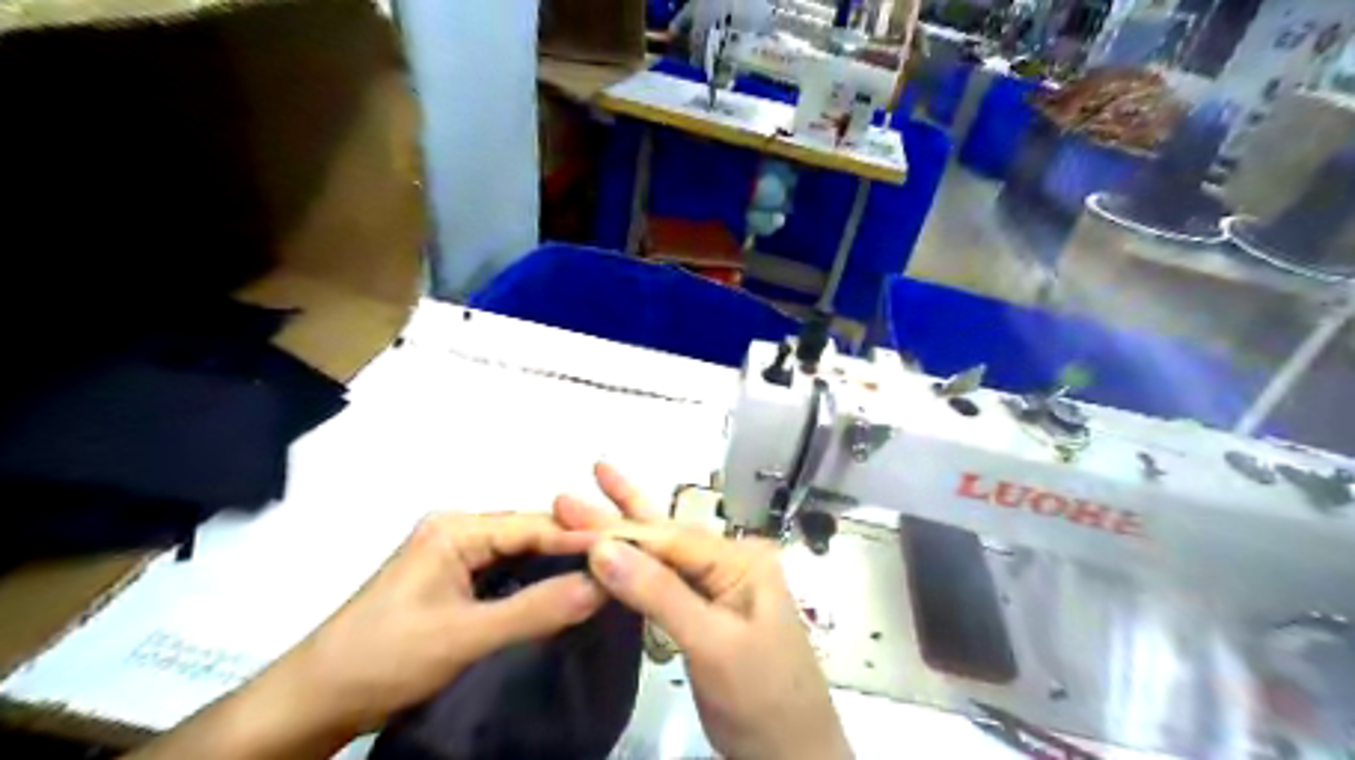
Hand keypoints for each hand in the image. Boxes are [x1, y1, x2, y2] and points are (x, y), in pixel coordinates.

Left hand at [258, 512, 607, 737]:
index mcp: (457, 529)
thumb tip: (603, 585)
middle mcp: (459, 531)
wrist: (314, 702)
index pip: (535, 526)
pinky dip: (536, 583)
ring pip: (521, 555)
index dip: (583, 538)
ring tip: (605, 576)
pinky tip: (563, 594)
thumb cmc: (384, 658)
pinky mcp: (454, 582)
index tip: (631, 549)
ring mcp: (455, 556)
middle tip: (625, 564)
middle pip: (531, 535)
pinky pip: (507, 574)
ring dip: (558, 567)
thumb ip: (535, 610)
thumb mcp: (464, 636)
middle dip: (575, 550)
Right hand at [549, 463, 843, 759]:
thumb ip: (659, 593)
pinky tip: (613, 549)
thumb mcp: (712, 642)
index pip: (670, 538)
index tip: (570, 519)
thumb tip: (603, 548)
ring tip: (593, 494)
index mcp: (742, 559)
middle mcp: (730, 563)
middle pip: (665, 536)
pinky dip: (633, 569)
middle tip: (569, 494)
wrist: (790, 754)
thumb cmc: (761, 694)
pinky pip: (663, 583)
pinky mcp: (703, 614)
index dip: (619, 530)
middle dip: (619, 513)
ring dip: (624, 532)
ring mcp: (717, 588)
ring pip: (662, 555)